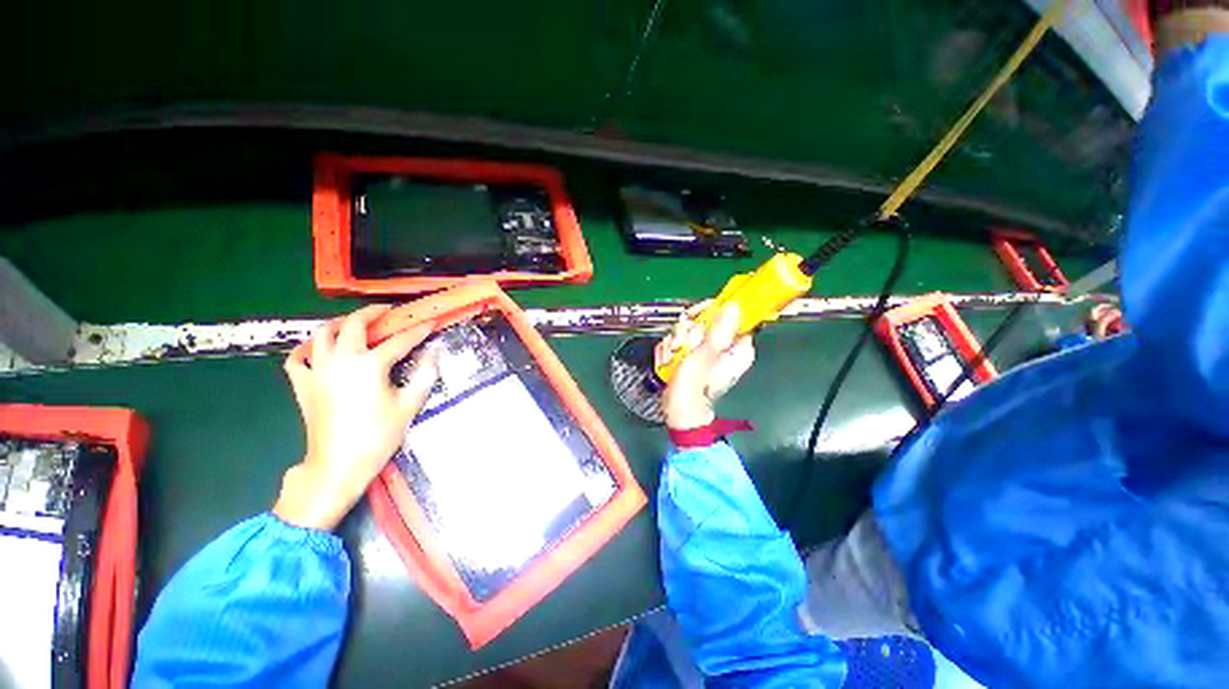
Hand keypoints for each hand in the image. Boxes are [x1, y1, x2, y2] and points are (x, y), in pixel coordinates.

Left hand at [274, 304, 438, 530]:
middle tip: (387, 311)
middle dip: (373, 313)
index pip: (400, 341)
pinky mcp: (302, 385)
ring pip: (322, 334)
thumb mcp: (409, 405)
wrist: (338, 464)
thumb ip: (425, 374)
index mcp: (370, 365)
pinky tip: (317, 349)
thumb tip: (434, 352)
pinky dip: (306, 349)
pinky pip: (297, 358)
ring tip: (354, 323)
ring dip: (339, 323)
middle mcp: (341, 360)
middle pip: (354, 324)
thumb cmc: (378, 435)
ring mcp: (317, 371)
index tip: (430, 322)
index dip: (418, 331)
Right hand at [658, 302, 754, 430]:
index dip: (712, 312)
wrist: (679, 411)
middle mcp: (725, 349)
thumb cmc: (694, 387)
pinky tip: (669, 360)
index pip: (730, 316)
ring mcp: (708, 353)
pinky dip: (673, 349)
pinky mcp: (694, 357)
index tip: (695, 316)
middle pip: (707, 322)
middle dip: (689, 331)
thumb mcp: (706, 355)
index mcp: (737, 349)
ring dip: (677, 341)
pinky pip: (682, 341)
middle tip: (681, 344)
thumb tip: (734, 307)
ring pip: (691, 331)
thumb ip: (720, 330)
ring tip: (673, 357)